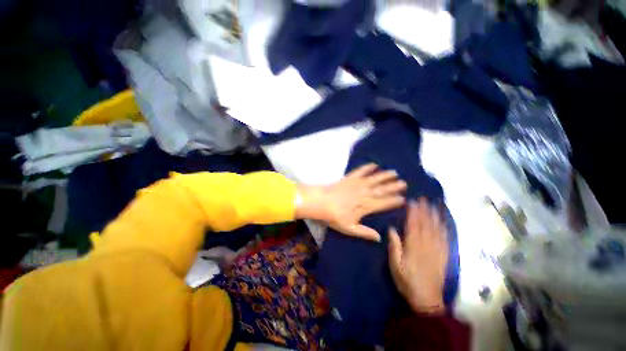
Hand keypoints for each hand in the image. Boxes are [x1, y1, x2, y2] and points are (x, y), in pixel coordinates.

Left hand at [296, 163, 405, 240]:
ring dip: (384, 176)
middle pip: (382, 190)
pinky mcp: (349, 178)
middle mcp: (364, 193)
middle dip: (394, 187)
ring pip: (374, 179)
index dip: (394, 201)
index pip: (384, 203)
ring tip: (394, 172)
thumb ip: (364, 232)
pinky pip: (360, 171)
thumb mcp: (349, 228)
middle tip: (404, 183)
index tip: (403, 198)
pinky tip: (374, 164)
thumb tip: (379, 238)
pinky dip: (367, 167)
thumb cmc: (334, 216)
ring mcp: (357, 184)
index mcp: (366, 206)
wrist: (321, 202)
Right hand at [388, 199, 447, 313]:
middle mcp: (427, 245)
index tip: (412, 202)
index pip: (413, 225)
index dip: (413, 213)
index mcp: (414, 247)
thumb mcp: (396, 265)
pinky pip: (445, 239)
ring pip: (437, 229)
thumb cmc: (407, 281)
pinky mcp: (444, 256)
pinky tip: (443, 222)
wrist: (427, 299)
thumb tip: (391, 229)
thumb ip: (395, 246)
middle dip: (425, 210)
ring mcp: (437, 250)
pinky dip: (444, 228)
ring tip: (434, 205)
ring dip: (435, 216)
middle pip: (426, 224)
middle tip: (424, 199)